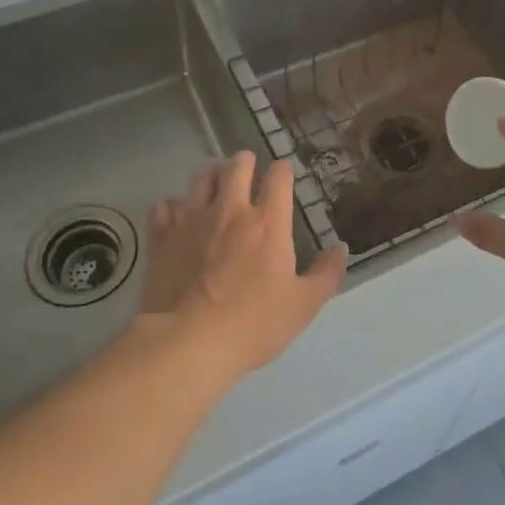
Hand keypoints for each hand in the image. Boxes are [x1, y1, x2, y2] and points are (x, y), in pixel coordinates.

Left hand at [141, 152, 347, 377]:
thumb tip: (341, 248)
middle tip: (247, 167)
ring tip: (214, 183)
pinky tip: (175, 215)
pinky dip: (172, 207)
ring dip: (211, 176)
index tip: (283, 175)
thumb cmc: (253, 324)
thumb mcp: (302, 306)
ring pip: (201, 179)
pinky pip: (164, 206)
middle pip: (236, 166)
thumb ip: (326, 274)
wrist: (187, 343)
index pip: (278, 177)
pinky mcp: (163, 236)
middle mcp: (230, 209)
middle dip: (244, 162)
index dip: (282, 170)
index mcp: (268, 222)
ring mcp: (192, 220)